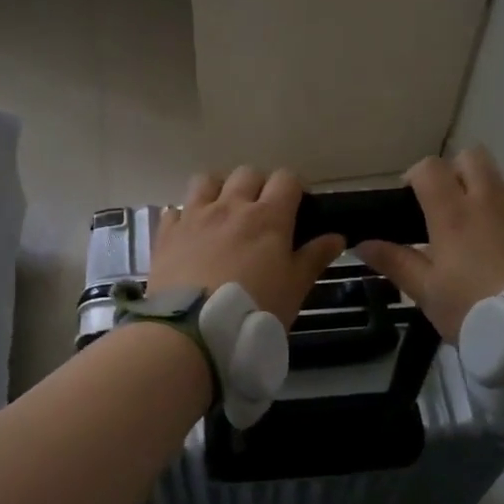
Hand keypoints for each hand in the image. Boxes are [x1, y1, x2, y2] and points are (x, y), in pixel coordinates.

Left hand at [148, 167, 346, 326]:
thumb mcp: (294, 289)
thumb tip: (336, 237)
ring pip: (207, 180)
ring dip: (218, 190)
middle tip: (261, 214)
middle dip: (257, 186)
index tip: (296, 209)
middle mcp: (230, 206)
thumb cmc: (254, 309)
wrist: (193, 330)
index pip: (286, 179)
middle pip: (247, 174)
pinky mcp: (167, 233)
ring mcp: (194, 216)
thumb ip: (314, 258)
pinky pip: (176, 209)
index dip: (293, 189)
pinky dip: (185, 216)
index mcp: (268, 217)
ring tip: (222, 214)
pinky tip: (190, 235)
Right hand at [357, 147, 503, 340]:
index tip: (411, 198)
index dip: (416, 175)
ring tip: (482, 229)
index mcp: (453, 214)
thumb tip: (362, 243)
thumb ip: (395, 262)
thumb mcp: (427, 293)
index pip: (430, 167)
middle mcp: (490, 200)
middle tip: (447, 205)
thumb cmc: (475, 310)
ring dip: (488, 192)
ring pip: (503, 180)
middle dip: (456, 171)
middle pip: (472, 157)